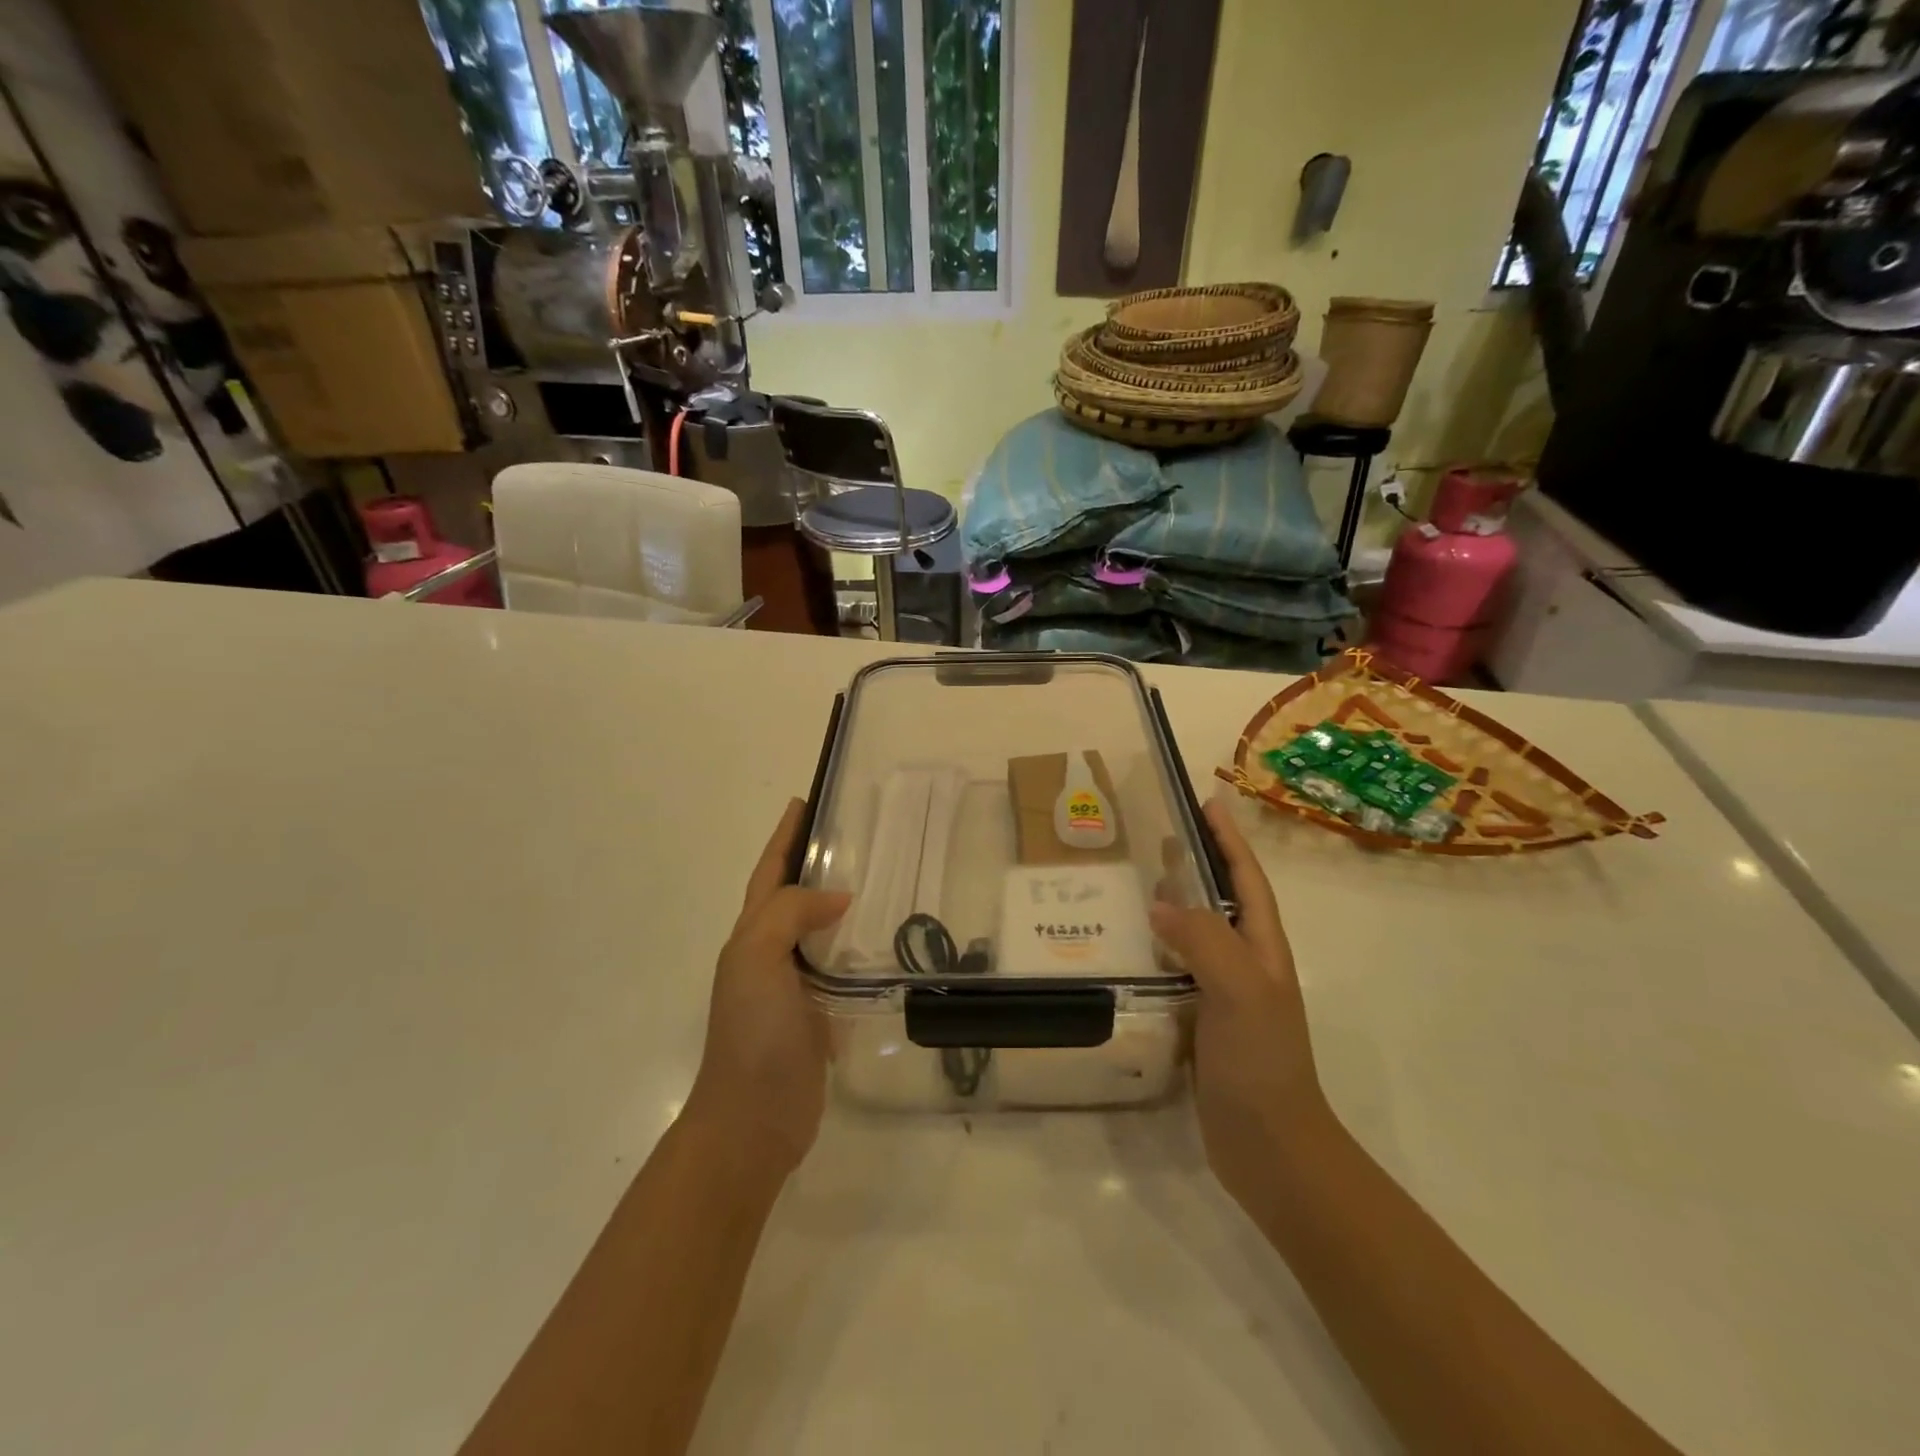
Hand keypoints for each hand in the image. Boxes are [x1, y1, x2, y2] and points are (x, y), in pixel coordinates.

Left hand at [684, 799, 849, 1178]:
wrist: (753, 1119)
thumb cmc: (753, 1034)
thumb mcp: (758, 960)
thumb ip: (790, 915)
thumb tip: (839, 898)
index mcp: (752, 935)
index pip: (770, 872)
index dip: (784, 837)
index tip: (805, 801)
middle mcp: (771, 953)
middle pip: (794, 895)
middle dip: (814, 862)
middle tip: (856, 836)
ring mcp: (795, 985)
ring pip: (820, 930)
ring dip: (841, 903)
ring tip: (881, 878)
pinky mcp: (819, 1013)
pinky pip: (840, 966)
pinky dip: (858, 946)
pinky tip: (885, 941)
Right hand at [1149, 795, 1330, 1209]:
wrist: (1270, 1147)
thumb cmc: (1262, 1061)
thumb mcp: (1239, 989)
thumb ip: (1203, 940)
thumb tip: (1160, 903)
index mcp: (1261, 947)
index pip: (1246, 878)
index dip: (1229, 839)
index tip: (1207, 801)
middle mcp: (1244, 963)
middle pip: (1220, 899)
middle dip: (1197, 863)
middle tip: (1157, 834)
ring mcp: (1222, 993)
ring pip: (1194, 933)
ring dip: (1172, 904)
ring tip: (1135, 882)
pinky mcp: (1199, 1021)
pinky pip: (1174, 970)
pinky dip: (1153, 949)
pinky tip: (1127, 948)